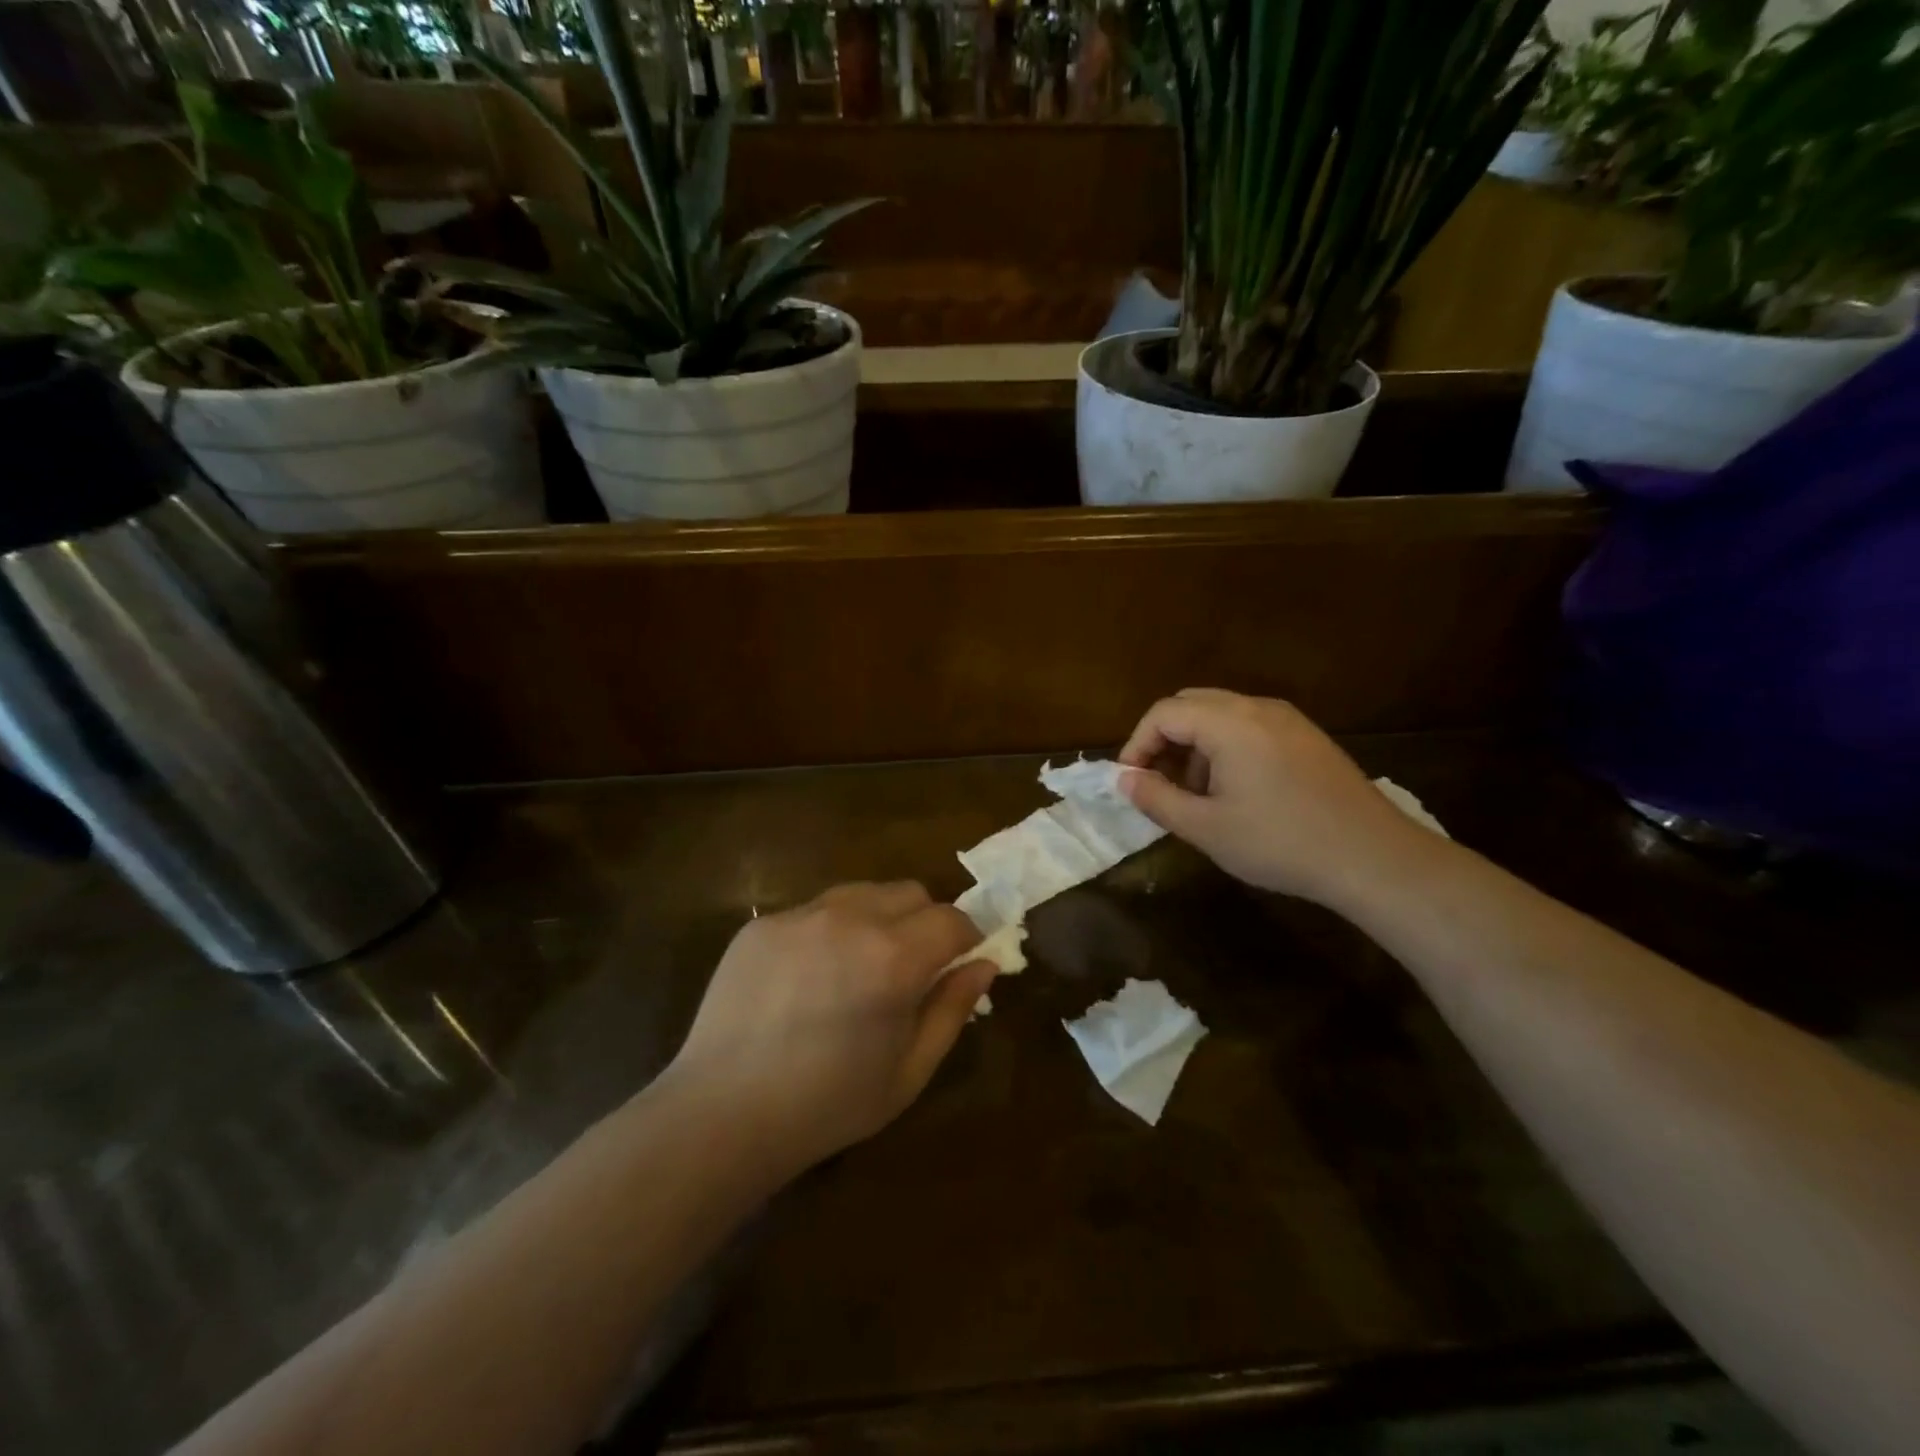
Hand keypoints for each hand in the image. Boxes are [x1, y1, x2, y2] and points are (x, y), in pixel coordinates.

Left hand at [664, 882, 995, 1174]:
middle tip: (911, 968)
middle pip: (910, 892)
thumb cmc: (827, 1105)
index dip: (966, 938)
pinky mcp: (763, 923)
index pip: (952, 919)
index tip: (961, 962)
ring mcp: (800, 915)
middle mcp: (849, 919)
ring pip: (862, 893)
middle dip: (925, 921)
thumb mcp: (908, 1071)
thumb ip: (952, 1009)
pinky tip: (809, 977)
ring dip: (878, 918)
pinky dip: (829, 931)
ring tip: (858, 967)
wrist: (721, 1115)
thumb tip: (983, 964)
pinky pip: (814, 910)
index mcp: (893, 958)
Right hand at [1119, 689, 1438, 909]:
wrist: (1374, 858)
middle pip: (1191, 704)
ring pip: (1221, 715)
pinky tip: (1235, 792)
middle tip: (1157, 783)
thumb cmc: (1280, 842)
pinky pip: (1250, 727)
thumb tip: (1124, 779)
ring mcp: (1288, 720)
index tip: (1130, 782)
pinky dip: (1225, 748)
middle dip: (1164, 740)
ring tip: (1195, 794)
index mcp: (1229, 722)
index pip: (1164, 713)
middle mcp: (1258, 707)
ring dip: (1195, 745)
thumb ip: (1156, 799)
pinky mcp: (1308, 737)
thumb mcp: (1206, 828)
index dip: (1136, 744)